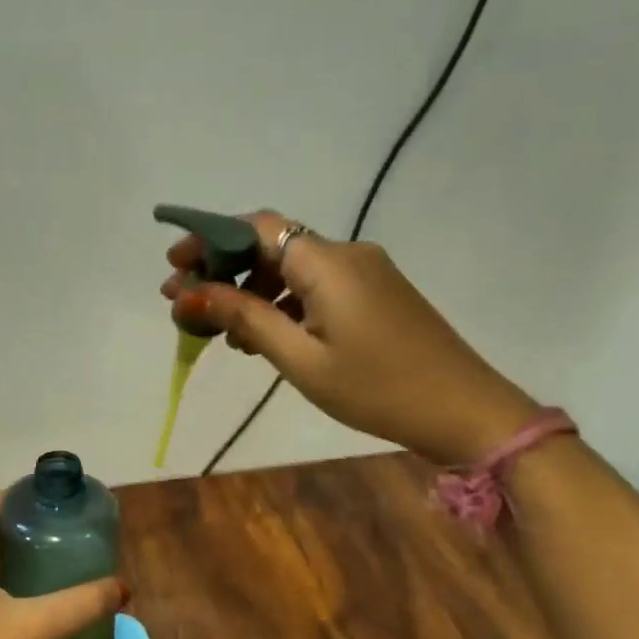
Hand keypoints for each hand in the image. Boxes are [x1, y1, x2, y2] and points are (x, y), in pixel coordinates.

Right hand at [162, 210, 539, 466]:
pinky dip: (280, 304)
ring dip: (249, 291)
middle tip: (184, 304)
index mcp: (327, 263)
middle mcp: (345, 255)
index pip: (257, 227)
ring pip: (290, 269)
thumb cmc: (376, 388)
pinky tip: (260, 337)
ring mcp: (364, 273)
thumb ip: (245, 319)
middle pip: (270, 246)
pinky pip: (313, 286)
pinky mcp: (374, 294)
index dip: (209, 239)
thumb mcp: (301, 358)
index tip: (174, 266)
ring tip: (216, 330)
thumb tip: (190, 294)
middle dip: (222, 270)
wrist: (464, 412)